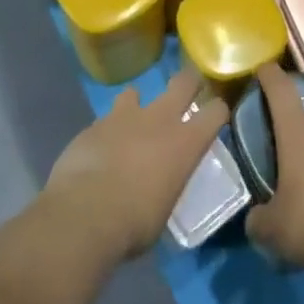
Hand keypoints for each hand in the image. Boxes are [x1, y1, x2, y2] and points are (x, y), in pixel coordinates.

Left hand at [44, 69, 227, 261]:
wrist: (85, 214)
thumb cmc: (136, 222)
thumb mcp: (166, 208)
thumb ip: (168, 183)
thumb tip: (162, 184)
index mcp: (186, 142)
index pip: (215, 111)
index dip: (217, 110)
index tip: (215, 116)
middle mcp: (159, 119)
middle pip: (183, 82)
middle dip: (188, 82)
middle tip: (187, 90)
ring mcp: (124, 117)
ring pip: (135, 93)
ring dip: (136, 106)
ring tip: (130, 124)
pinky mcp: (94, 125)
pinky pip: (105, 120)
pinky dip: (106, 132)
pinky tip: (100, 150)